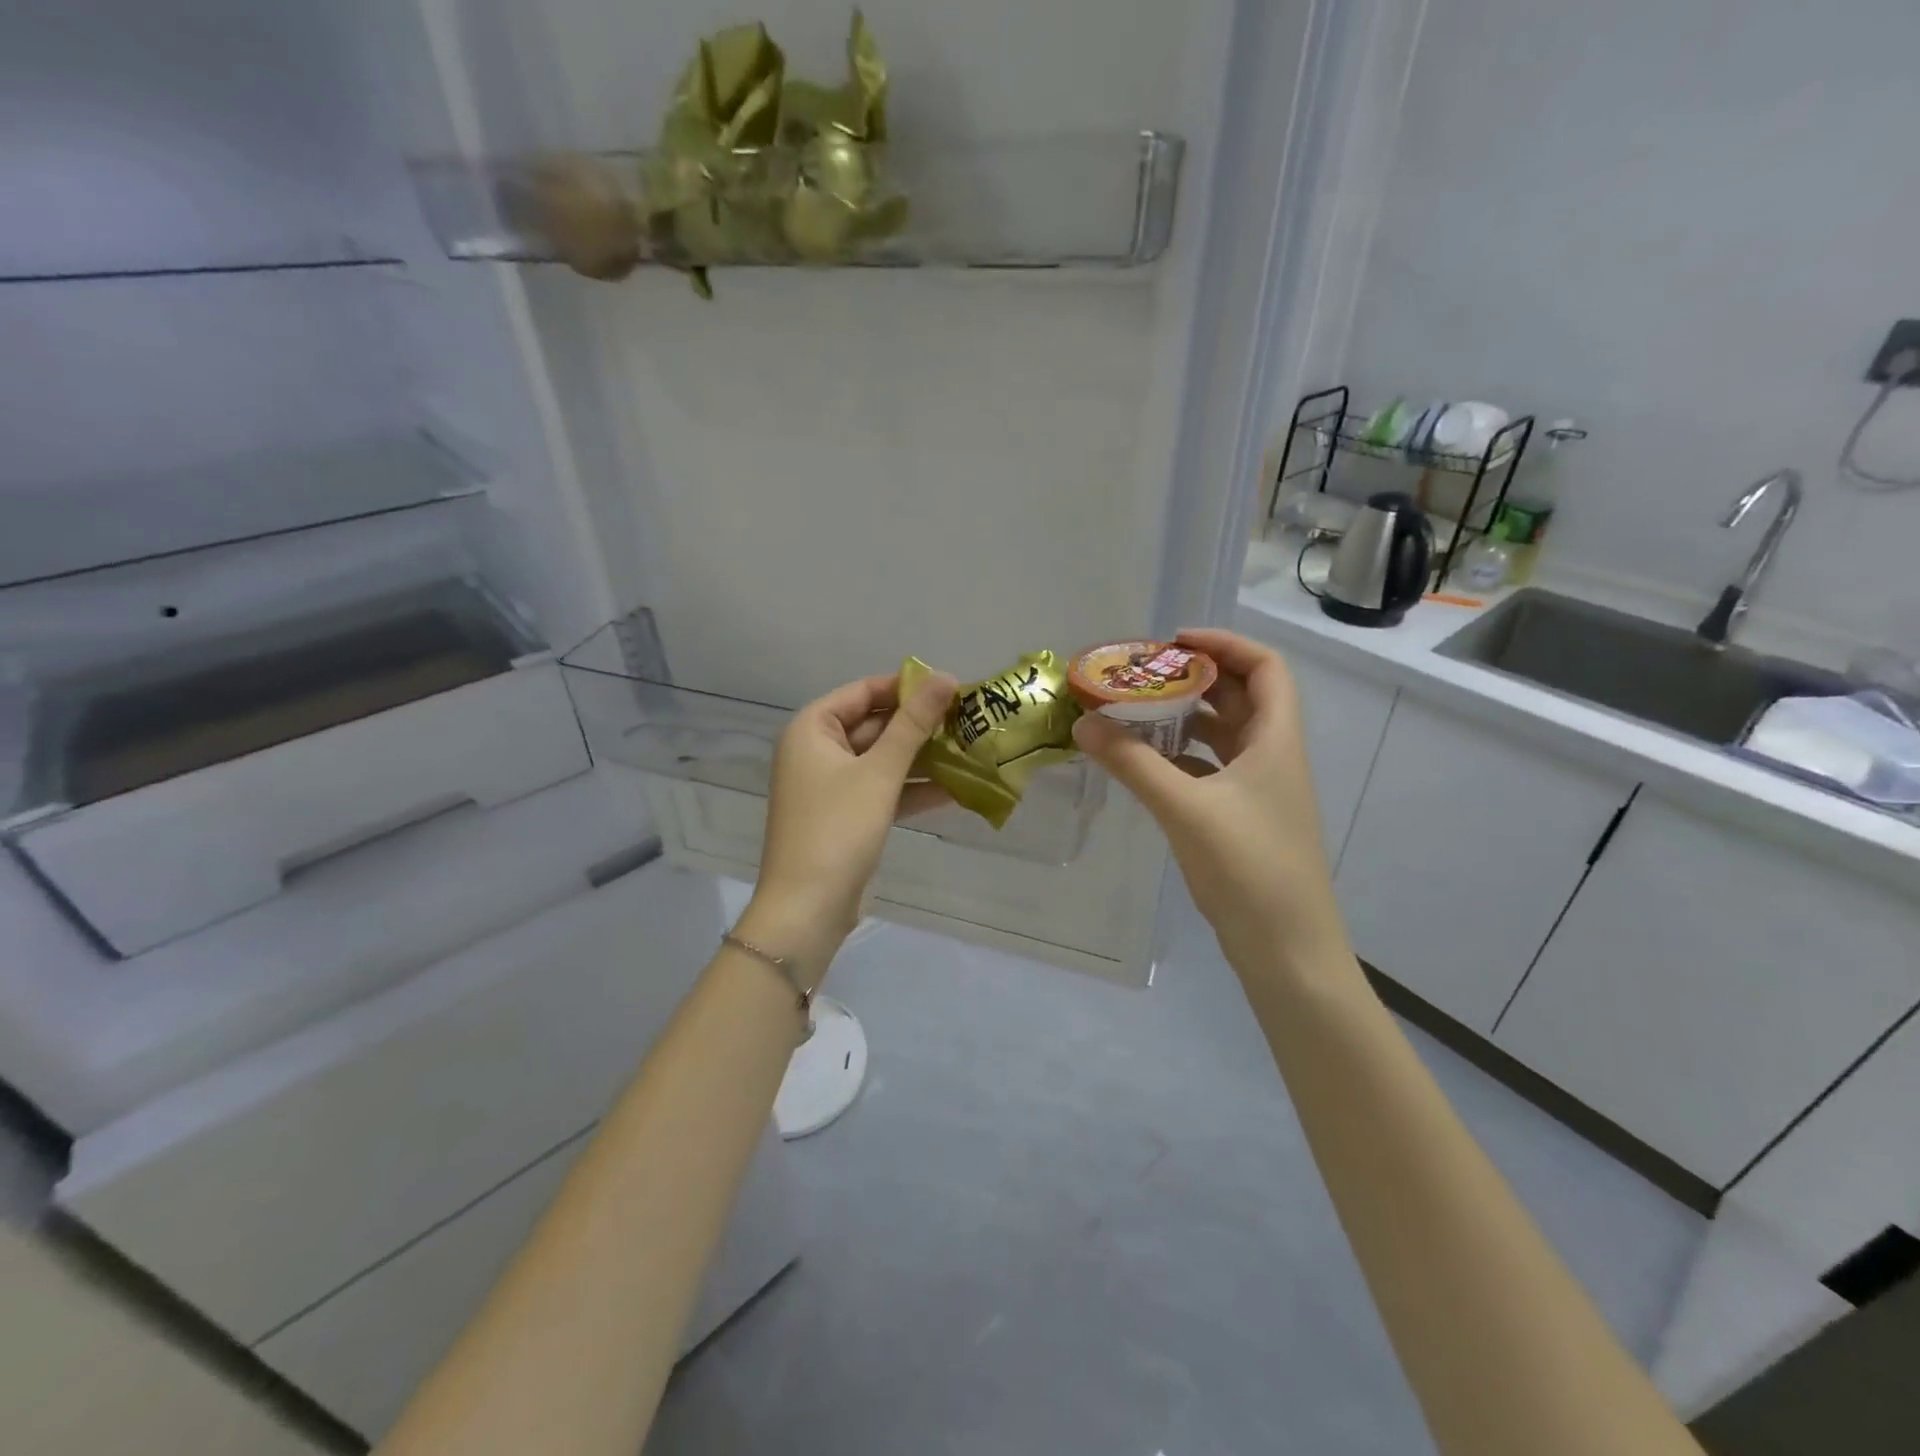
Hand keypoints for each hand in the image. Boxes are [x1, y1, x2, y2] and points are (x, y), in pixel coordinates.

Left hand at [740, 669, 957, 975]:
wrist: (807, 908)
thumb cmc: (838, 828)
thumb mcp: (880, 772)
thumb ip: (913, 724)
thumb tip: (945, 677)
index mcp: (812, 728)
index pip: (863, 691)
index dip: (906, 687)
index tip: (951, 688)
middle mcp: (816, 750)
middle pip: (874, 725)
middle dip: (919, 726)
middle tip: (968, 720)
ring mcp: (830, 785)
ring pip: (881, 760)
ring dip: (921, 758)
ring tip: (970, 750)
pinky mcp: (845, 816)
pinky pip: (881, 790)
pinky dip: (911, 789)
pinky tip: (954, 789)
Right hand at [1072, 628, 1348, 972]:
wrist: (1285, 947)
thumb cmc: (1247, 867)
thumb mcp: (1184, 808)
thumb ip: (1133, 763)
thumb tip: (1084, 724)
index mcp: (1275, 739)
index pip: (1264, 667)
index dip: (1223, 643)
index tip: (1172, 642)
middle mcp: (1272, 755)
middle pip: (1239, 696)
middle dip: (1193, 678)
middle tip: (1141, 675)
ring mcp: (1259, 789)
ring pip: (1223, 734)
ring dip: (1184, 718)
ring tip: (1135, 712)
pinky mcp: (1242, 817)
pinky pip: (1210, 769)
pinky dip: (1181, 757)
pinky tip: (1145, 763)